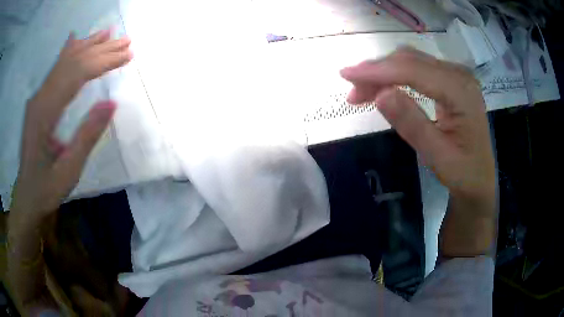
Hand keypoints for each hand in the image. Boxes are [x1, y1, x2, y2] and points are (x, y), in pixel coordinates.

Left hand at [11, 29, 132, 217]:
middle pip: (71, 62)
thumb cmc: (46, 188)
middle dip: (100, 49)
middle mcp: (40, 98)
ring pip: (63, 62)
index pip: (76, 74)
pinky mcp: (39, 101)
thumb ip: (87, 136)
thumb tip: (111, 103)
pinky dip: (69, 52)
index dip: (103, 61)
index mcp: (45, 113)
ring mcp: (38, 98)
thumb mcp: (68, 171)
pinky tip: (75, 40)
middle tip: (126, 42)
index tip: (127, 55)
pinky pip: (55, 70)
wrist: (28, 196)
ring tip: (108, 34)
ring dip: (87, 45)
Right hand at [340, 48, 494, 203]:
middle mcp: (458, 75)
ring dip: (384, 73)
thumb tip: (380, 94)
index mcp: (461, 91)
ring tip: (362, 92)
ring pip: (411, 62)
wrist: (479, 178)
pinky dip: (396, 76)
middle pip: (410, 61)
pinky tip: (384, 87)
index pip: (414, 71)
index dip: (379, 71)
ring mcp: (455, 75)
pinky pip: (417, 70)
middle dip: (377, 72)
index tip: (346, 75)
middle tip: (352, 92)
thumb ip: (412, 124)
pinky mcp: (449, 80)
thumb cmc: (463, 172)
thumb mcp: (437, 155)